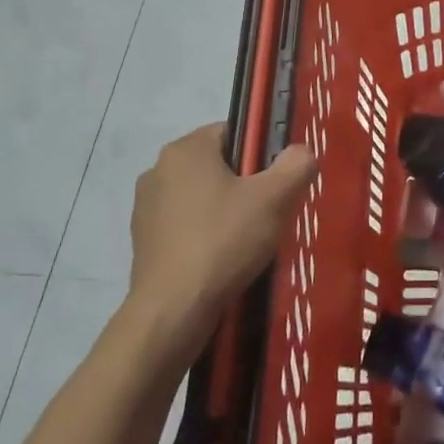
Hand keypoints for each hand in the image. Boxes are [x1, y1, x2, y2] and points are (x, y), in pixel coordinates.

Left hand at [129, 124, 316, 333]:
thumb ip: (296, 165)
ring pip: (201, 196)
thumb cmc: (223, 241)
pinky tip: (222, 259)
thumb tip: (300, 152)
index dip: (261, 154)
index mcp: (185, 149)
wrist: (172, 311)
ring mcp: (146, 207)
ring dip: (224, 211)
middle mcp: (158, 169)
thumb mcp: (275, 198)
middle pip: (217, 164)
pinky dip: (205, 235)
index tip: (276, 182)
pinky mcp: (143, 241)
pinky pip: (185, 225)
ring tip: (248, 241)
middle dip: (244, 184)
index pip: (233, 132)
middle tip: (269, 212)